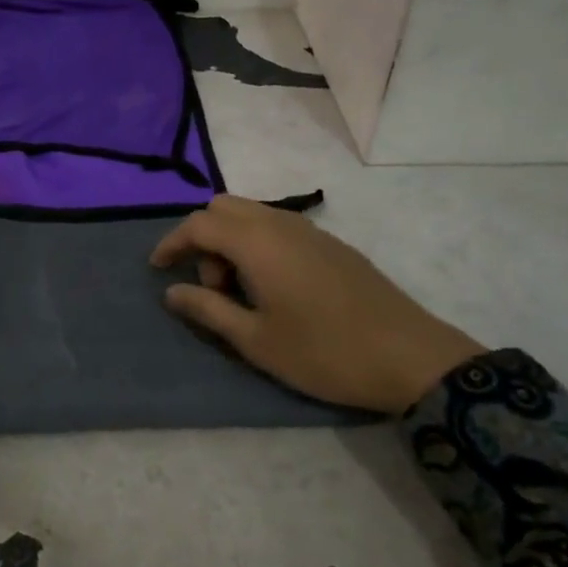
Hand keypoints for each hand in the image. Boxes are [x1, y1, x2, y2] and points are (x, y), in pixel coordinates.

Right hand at [150, 194, 484, 414]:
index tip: (157, 269)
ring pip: (253, 215)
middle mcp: (280, 224)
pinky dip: (259, 244)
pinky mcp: (331, 244)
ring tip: (241, 293)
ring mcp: (310, 231)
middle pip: (224, 208)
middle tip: (211, 287)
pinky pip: (278, 227)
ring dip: (232, 242)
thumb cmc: (323, 352)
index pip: (199, 224)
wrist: (410, 357)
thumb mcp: (255, 340)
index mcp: (257, 241)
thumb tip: (172, 292)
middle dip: (204, 239)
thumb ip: (208, 310)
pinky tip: (273, 289)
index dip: (171, 243)